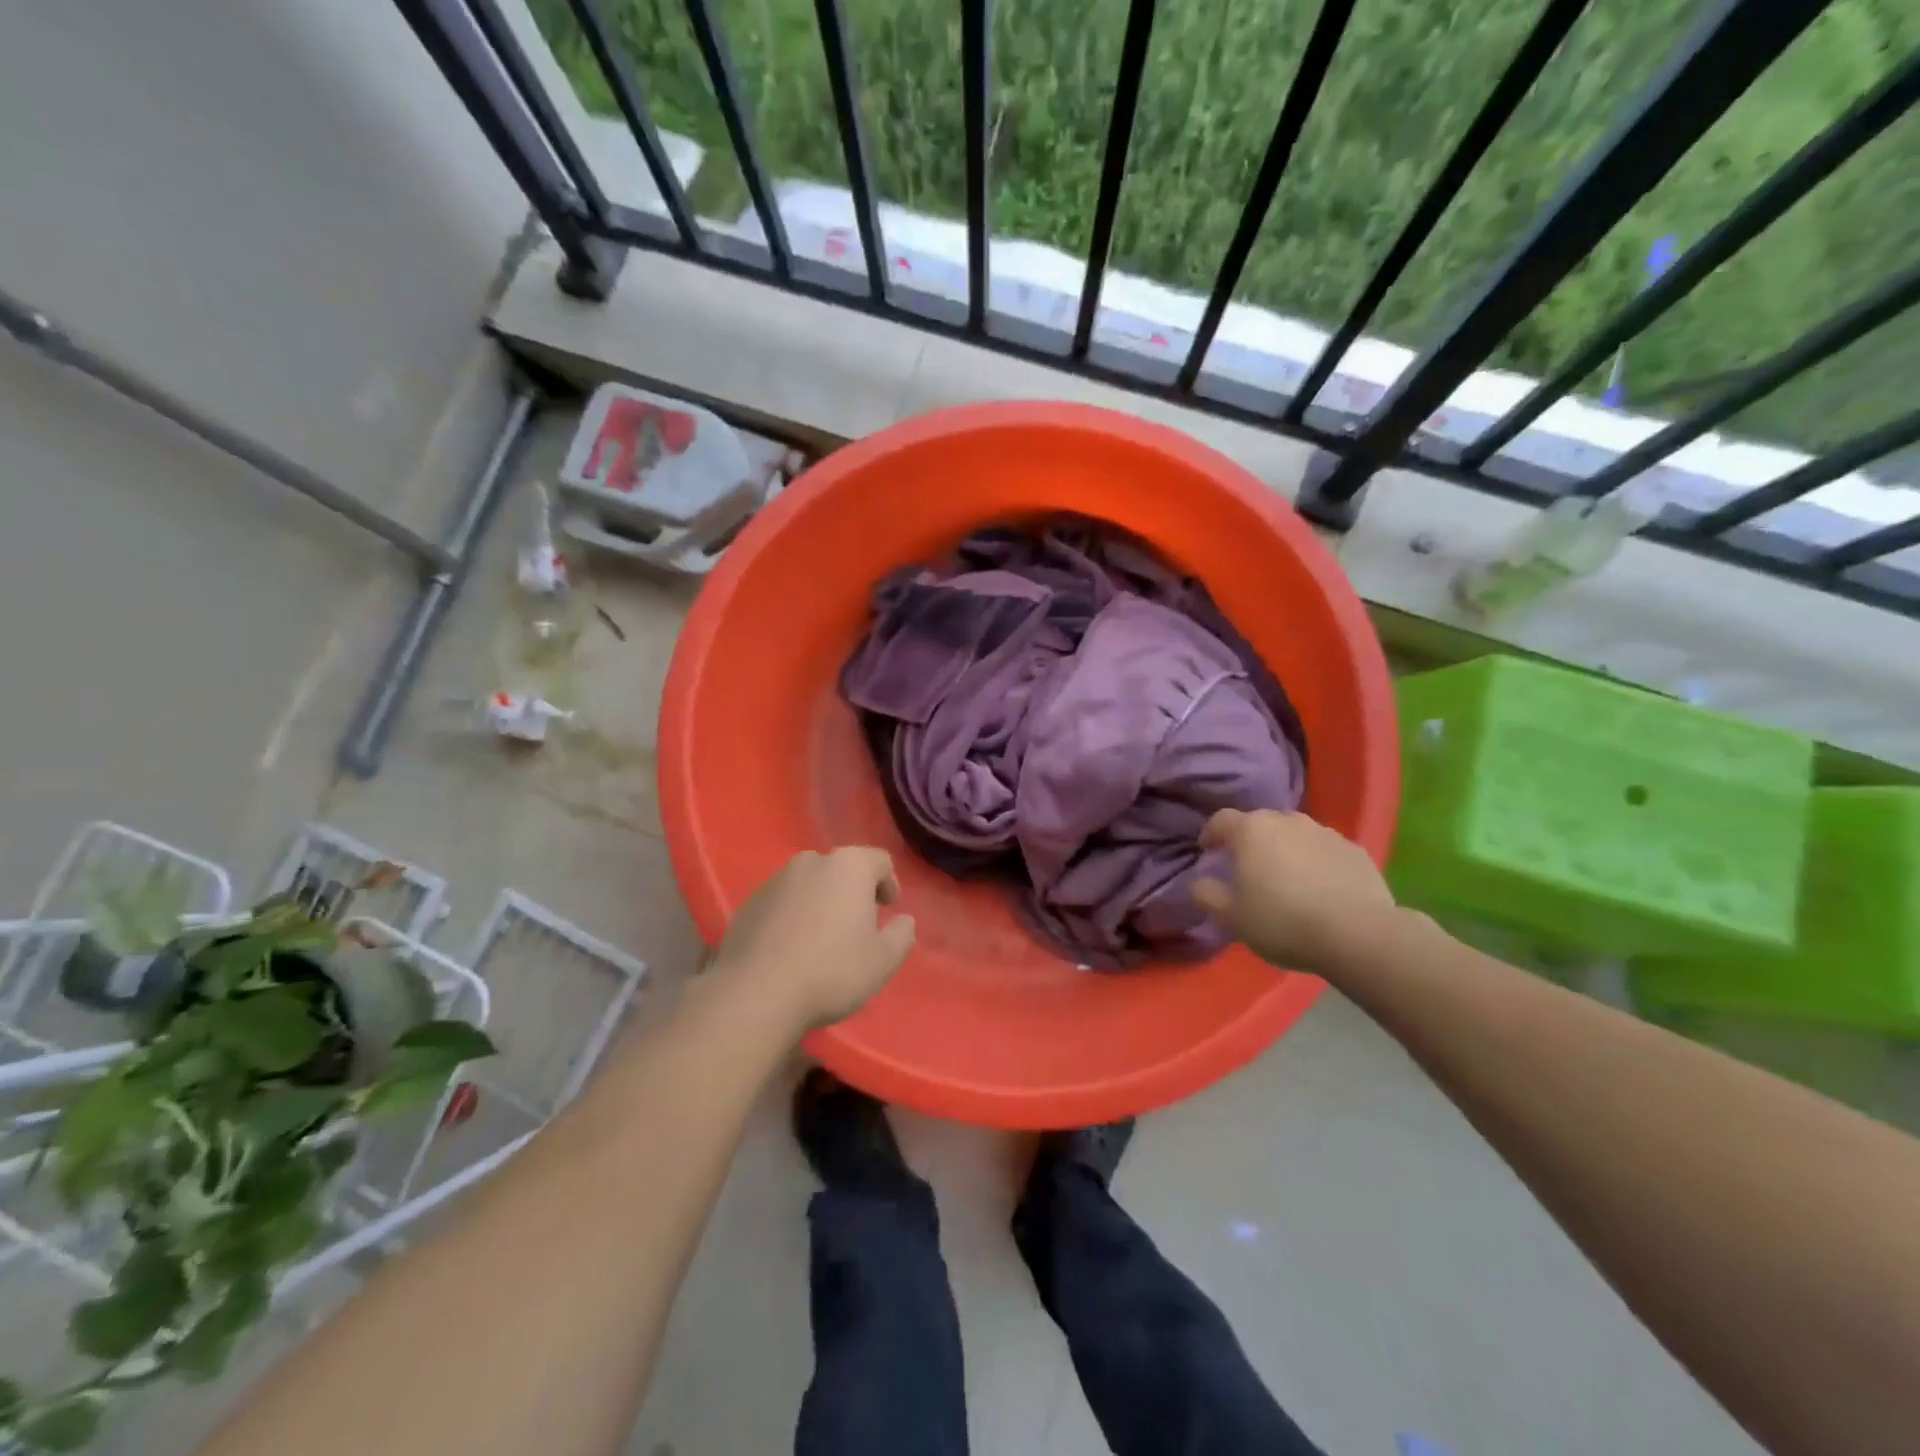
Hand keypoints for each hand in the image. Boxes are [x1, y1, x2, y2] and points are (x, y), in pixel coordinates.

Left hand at [712, 848, 916, 1029]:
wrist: (755, 994)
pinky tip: (791, 950)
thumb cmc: (831, 971)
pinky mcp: (748, 903)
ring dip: (820, 903)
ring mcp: (774, 881)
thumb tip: (903, 921)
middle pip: (841, 869)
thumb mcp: (883, 960)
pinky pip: (782, 903)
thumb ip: (901, 935)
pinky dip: (792, 917)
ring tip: (822, 940)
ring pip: (809, 885)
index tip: (888, 911)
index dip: (889, 883)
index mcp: (848, 866)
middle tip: (858, 925)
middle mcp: (810, 862)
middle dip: (852, 892)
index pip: (880, 861)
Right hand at [1192, 809, 1399, 975]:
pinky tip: (1320, 889)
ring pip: (1295, 835)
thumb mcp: (1231, 917)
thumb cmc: (1283, 920)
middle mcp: (1287, 820)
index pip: (1221, 820)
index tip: (1207, 850)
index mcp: (1251, 830)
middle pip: (1260, 824)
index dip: (1211, 833)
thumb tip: (1200, 882)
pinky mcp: (1356, 850)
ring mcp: (1325, 832)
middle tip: (1247, 868)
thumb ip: (1207, 894)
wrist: (1358, 934)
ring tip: (1286, 879)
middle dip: (1250, 842)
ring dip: (1285, 850)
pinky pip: (1325, 851)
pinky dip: (1316, 863)